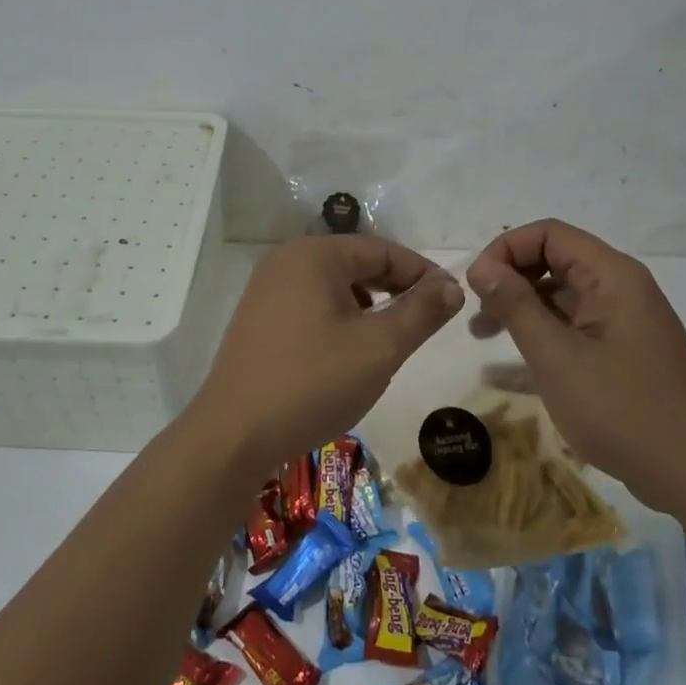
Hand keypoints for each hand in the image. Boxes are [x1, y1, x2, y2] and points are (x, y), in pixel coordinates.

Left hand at [190, 236, 463, 474]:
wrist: (234, 435)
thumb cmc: (312, 383)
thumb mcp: (379, 347)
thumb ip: (421, 312)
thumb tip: (451, 285)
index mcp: (314, 255)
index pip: (382, 250)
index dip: (422, 272)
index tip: (451, 301)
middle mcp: (285, 261)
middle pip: (356, 264)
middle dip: (395, 289)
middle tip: (425, 321)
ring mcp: (266, 290)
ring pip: (334, 287)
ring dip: (368, 306)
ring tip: (388, 339)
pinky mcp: (257, 319)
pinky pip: (311, 305)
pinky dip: (339, 319)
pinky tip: (348, 352)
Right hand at [465, 219, 685, 515]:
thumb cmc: (620, 409)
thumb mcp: (556, 356)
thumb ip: (515, 305)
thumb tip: (481, 266)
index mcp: (612, 276)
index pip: (549, 234)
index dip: (506, 249)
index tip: (476, 284)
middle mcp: (621, 287)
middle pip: (555, 259)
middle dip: (510, 278)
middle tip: (477, 313)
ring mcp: (624, 320)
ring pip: (562, 293)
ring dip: (521, 306)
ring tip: (484, 335)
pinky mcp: (623, 349)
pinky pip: (574, 323)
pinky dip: (542, 331)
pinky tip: (514, 361)